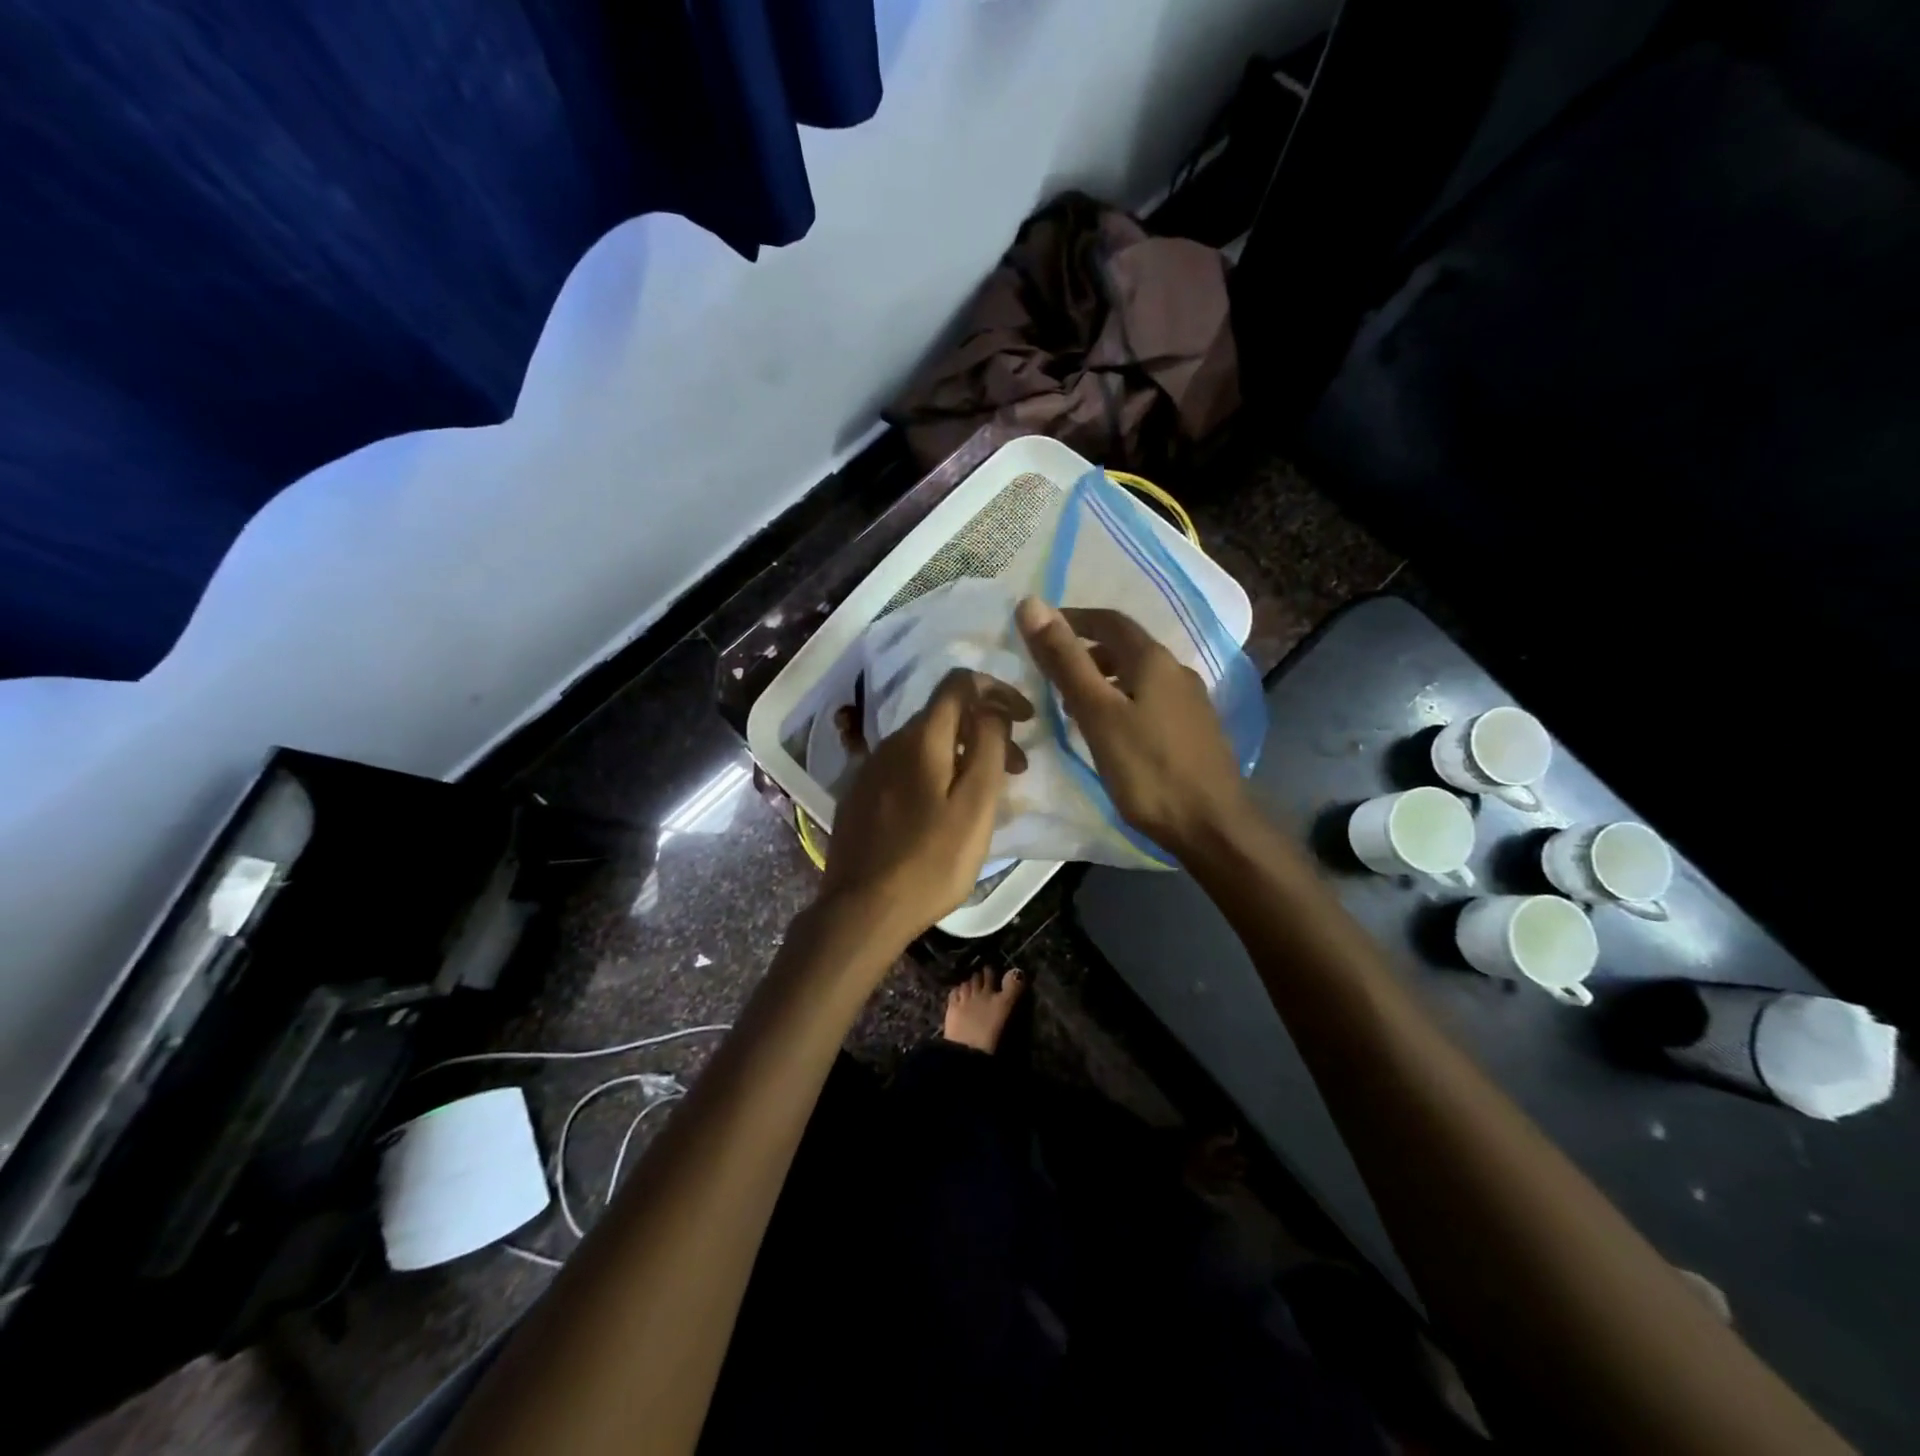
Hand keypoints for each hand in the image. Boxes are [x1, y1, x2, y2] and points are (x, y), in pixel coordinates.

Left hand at [819, 669, 1030, 938]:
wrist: (862, 910)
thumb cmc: (931, 860)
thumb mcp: (975, 804)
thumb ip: (988, 746)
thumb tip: (993, 709)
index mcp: (921, 738)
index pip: (959, 683)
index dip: (998, 690)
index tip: (1026, 718)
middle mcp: (890, 743)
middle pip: (944, 716)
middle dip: (986, 730)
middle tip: (1017, 769)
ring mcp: (870, 770)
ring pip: (925, 744)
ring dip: (962, 754)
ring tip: (985, 794)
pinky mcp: (860, 797)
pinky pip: (906, 768)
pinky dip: (935, 773)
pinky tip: (943, 810)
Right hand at [1016, 597, 1246, 859]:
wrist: (1212, 825)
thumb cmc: (1147, 769)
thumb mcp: (1097, 713)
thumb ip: (1065, 661)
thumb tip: (1031, 604)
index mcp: (1153, 660)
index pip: (1108, 620)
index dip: (1072, 620)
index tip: (1039, 631)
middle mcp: (1177, 671)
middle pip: (1125, 647)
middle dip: (1085, 652)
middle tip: (1051, 673)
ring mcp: (1191, 702)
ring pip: (1138, 676)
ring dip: (1104, 679)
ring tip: (1072, 705)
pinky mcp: (1194, 730)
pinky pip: (1150, 700)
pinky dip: (1123, 701)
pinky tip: (1110, 730)